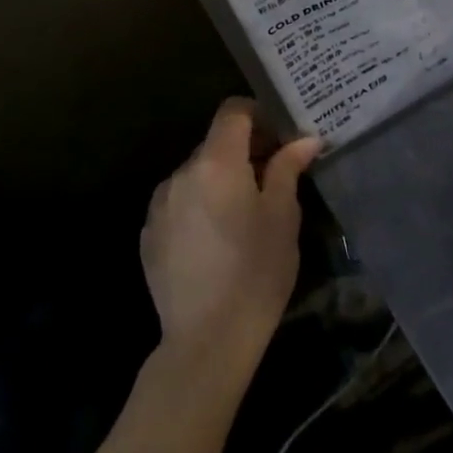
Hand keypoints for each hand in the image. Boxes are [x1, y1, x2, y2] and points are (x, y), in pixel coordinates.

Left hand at [141, 98, 320, 377]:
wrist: (206, 341)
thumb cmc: (256, 272)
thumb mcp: (283, 216)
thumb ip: (288, 168)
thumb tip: (304, 139)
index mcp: (216, 163)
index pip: (233, 111)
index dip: (258, 114)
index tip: (280, 136)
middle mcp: (181, 174)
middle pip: (215, 142)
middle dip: (244, 150)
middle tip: (273, 175)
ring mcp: (159, 205)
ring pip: (196, 173)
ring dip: (220, 178)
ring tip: (245, 212)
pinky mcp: (149, 235)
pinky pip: (179, 202)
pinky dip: (200, 204)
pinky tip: (217, 238)